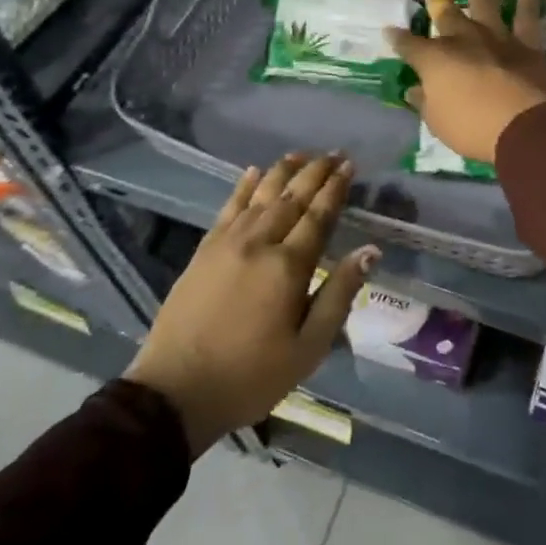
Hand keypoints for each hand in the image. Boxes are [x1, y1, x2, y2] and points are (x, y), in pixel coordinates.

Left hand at [126, 153, 377, 455]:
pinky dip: (243, 187)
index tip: (349, 165)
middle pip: (292, 198)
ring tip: (301, 154)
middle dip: (315, 172)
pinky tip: (252, 172)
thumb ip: (339, 294)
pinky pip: (228, 207)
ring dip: (282, 171)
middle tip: (334, 153)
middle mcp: (259, 243)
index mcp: (289, 266)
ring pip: (261, 195)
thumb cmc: (251, 375)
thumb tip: (369, 250)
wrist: (175, 391)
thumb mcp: (308, 348)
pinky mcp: (204, 250)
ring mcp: (227, 243)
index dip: (335, 188)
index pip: (319, 215)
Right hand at [385, 0, 545, 164]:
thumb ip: (425, 101)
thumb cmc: (470, 128)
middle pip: (443, 7)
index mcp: (434, 59)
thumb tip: (414, 90)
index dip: (397, 37)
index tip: (389, 30)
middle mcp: (462, 39)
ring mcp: (495, 36)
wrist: (520, 126)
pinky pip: (527, 11)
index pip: (408, 45)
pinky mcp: (527, 42)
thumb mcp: (437, 121)